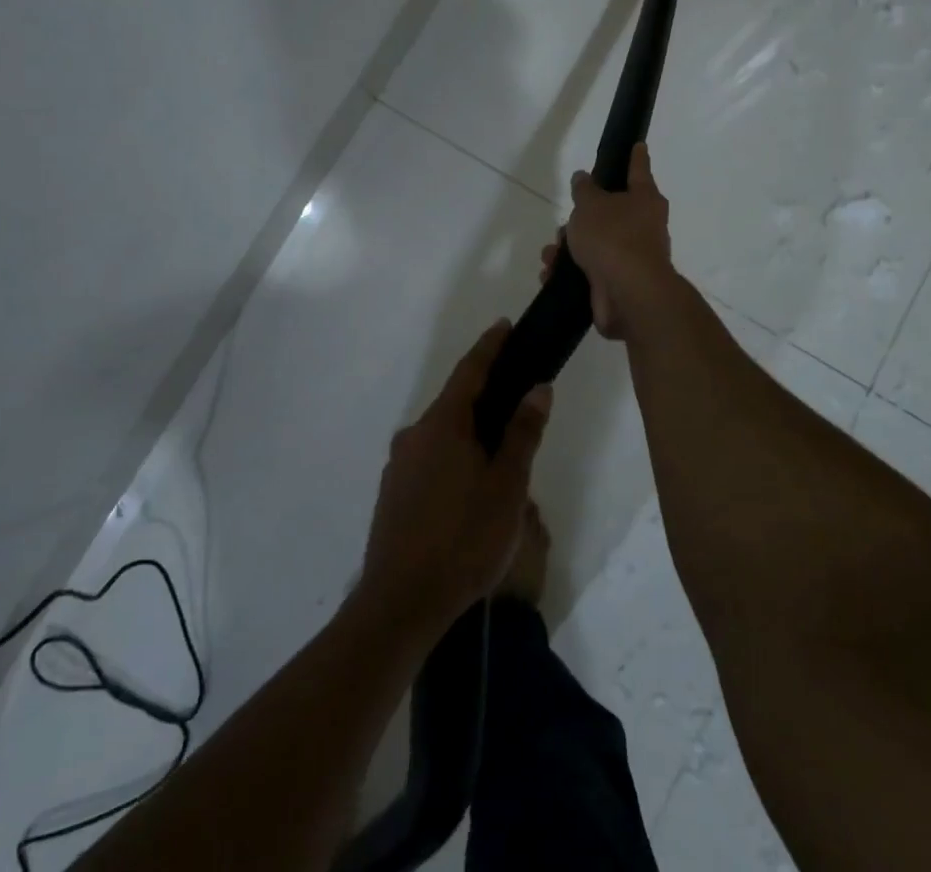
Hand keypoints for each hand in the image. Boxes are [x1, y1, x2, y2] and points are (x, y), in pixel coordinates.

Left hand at [358, 321, 551, 634]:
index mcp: (443, 425)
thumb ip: (522, 433)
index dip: (489, 347)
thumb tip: (537, 388)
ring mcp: (399, 465)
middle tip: (517, 403)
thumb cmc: (464, 539)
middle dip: (485, 398)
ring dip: (470, 434)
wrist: (401, 603)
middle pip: (455, 403)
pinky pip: (429, 460)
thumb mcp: (507, 486)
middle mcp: (415, 435)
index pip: (470, 372)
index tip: (504, 326)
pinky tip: (469, 491)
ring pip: (442, 435)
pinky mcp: (392, 494)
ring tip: (501, 458)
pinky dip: (453, 458)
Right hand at [538, 142, 677, 339]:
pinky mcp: (618, 283)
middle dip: (584, 216)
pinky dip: (569, 271)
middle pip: (612, 211)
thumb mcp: (591, 204)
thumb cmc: (613, 237)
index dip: (635, 156)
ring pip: (596, 243)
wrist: (628, 294)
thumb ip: (584, 189)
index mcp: (645, 199)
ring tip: (550, 252)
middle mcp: (644, 226)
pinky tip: (550, 273)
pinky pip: (589, 270)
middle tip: (567, 219)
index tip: (638, 144)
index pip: (638, 169)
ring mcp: (632, 257)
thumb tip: (584, 178)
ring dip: (570, 246)